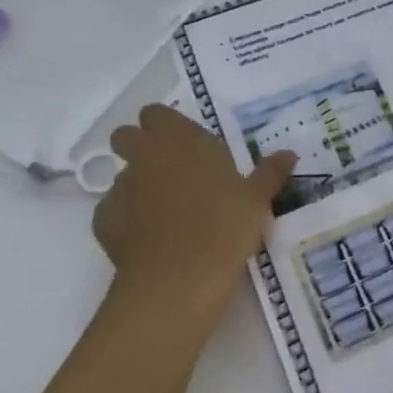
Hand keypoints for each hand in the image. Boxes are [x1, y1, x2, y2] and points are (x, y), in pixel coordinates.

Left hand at [92, 106, 295, 344]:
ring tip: (165, 213)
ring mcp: (121, 188)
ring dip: (138, 185)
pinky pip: (114, 210)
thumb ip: (269, 172)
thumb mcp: (257, 199)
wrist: (179, 278)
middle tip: (169, 170)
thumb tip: (288, 153)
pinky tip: (150, 239)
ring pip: (122, 175)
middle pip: (126, 136)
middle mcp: (146, 156)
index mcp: (182, 140)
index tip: (186, 144)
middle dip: (139, 147)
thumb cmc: (225, 227)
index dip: (166, 126)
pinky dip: (127, 219)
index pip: (157, 114)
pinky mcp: (103, 221)